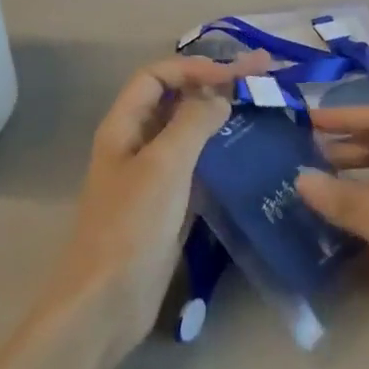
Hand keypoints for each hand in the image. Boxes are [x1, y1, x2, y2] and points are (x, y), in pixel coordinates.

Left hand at [56, 52, 269, 345]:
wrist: (107, 301)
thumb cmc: (131, 226)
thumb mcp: (163, 166)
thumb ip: (192, 123)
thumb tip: (220, 96)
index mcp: (123, 126)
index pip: (157, 76)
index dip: (194, 67)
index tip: (235, 74)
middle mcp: (135, 143)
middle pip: (175, 99)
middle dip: (214, 83)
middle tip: (262, 72)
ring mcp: (152, 175)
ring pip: (188, 132)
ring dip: (219, 115)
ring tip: (260, 105)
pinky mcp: (168, 204)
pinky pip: (196, 165)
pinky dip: (219, 151)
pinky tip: (247, 151)